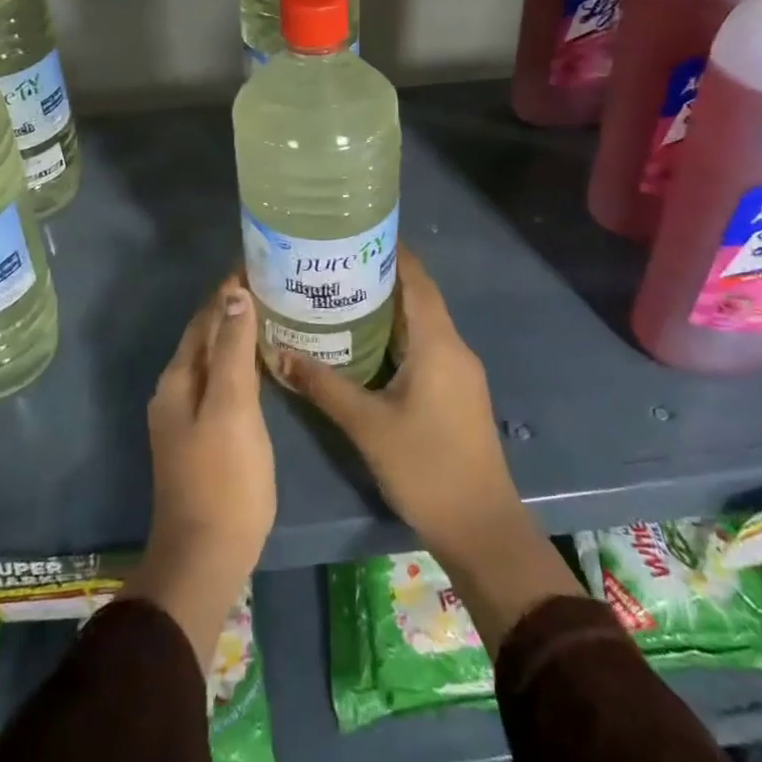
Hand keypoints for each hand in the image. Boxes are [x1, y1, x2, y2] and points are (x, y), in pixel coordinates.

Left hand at [126, 275, 275, 665]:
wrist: (206, 556)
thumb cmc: (224, 478)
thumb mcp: (231, 408)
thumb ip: (232, 351)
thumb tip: (235, 295)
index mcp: (178, 378)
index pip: (204, 317)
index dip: (228, 289)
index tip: (259, 260)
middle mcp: (177, 390)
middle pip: (206, 336)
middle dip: (234, 307)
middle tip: (275, 282)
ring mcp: (188, 415)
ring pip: (215, 359)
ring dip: (238, 334)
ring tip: (275, 313)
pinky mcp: (205, 435)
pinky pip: (223, 383)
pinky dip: (241, 363)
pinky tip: (265, 364)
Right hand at [278, 249, 581, 653]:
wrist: (481, 527)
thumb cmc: (426, 466)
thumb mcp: (367, 425)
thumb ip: (324, 386)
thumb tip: (280, 353)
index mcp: (438, 342)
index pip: (416, 279)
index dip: (390, 252)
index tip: (353, 234)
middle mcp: (453, 347)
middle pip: (418, 297)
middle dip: (380, 277)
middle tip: (334, 265)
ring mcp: (458, 371)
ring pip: (421, 324)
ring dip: (388, 308)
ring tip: (341, 296)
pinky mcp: (456, 392)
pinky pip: (425, 346)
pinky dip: (397, 335)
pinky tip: (364, 343)